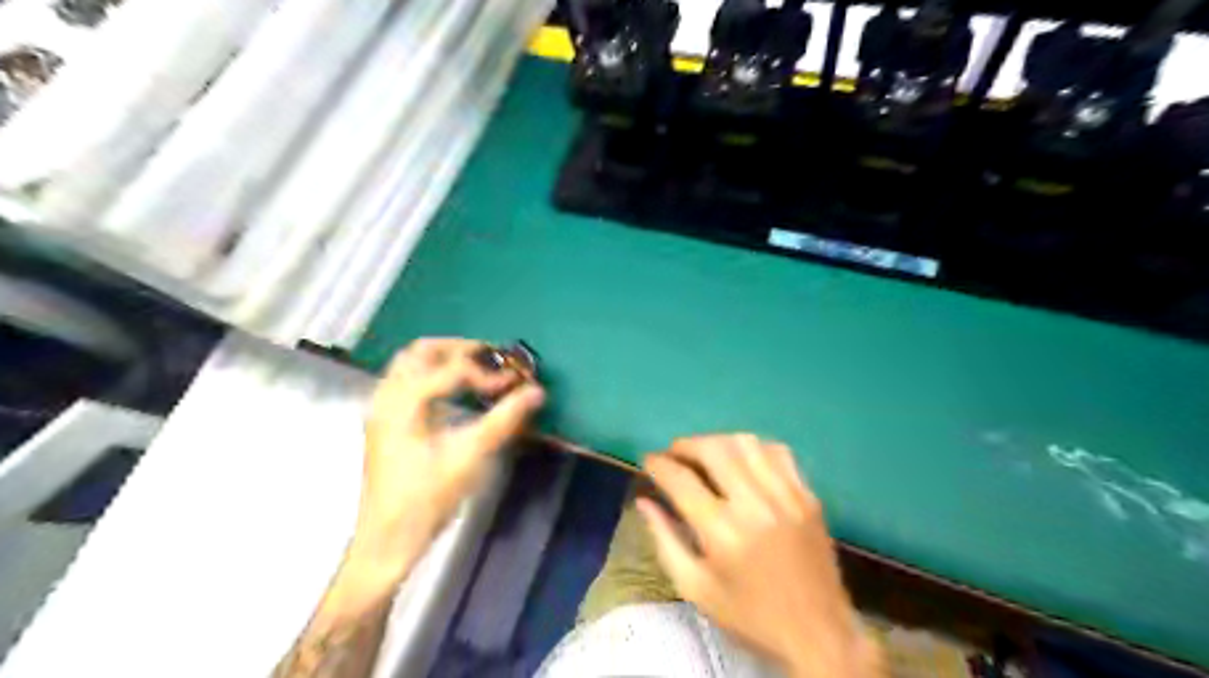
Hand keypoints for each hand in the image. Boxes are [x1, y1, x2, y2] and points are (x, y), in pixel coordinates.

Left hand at [359, 341, 545, 563]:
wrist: (388, 540)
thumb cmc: (428, 498)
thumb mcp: (471, 456)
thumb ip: (505, 419)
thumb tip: (536, 391)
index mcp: (404, 401)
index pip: (452, 369)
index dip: (487, 372)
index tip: (514, 384)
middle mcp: (387, 397)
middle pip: (421, 351)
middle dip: (460, 349)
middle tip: (492, 359)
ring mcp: (381, 410)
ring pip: (410, 365)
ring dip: (444, 360)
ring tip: (477, 371)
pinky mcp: (384, 424)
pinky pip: (407, 382)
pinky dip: (433, 376)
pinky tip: (454, 395)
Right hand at [635, 435, 884, 676]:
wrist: (819, 634)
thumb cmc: (749, 616)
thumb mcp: (696, 588)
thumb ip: (665, 540)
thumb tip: (644, 501)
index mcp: (722, 532)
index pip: (681, 479)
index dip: (658, 464)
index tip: (648, 460)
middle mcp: (754, 504)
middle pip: (713, 449)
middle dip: (685, 445)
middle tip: (673, 454)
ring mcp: (786, 495)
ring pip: (746, 443)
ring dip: (717, 441)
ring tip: (704, 455)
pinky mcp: (807, 495)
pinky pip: (777, 452)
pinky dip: (753, 448)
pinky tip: (742, 461)